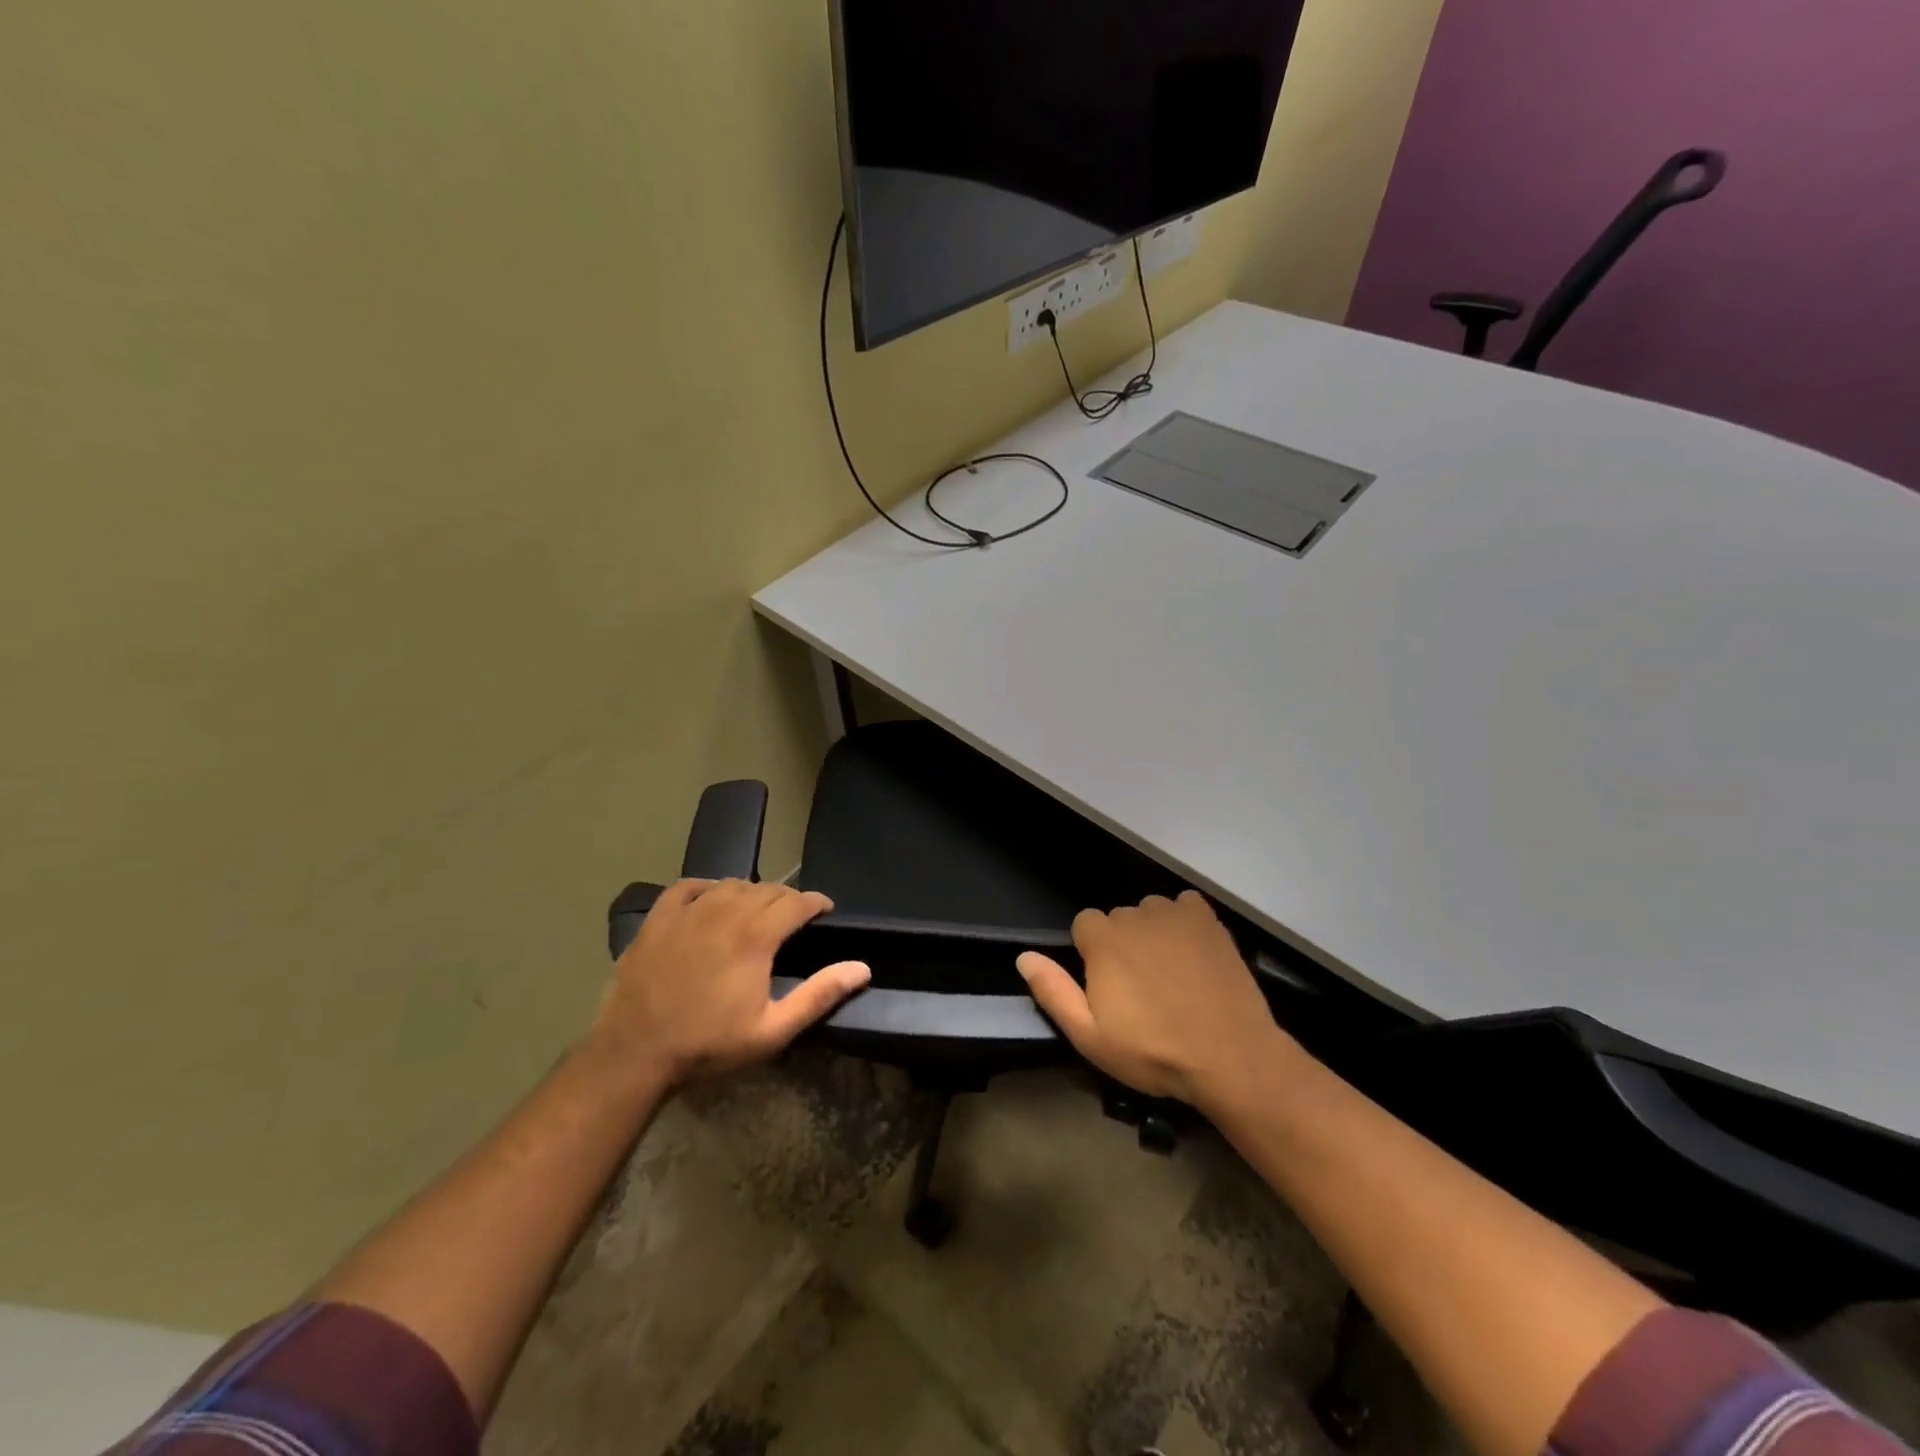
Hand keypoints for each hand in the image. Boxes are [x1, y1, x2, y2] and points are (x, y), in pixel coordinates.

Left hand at [588, 879, 870, 1090]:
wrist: (634, 1054)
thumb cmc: (708, 1044)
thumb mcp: (772, 1030)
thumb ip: (819, 995)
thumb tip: (862, 968)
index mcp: (755, 936)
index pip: (797, 902)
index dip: (816, 902)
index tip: (825, 910)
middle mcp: (724, 912)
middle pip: (766, 889)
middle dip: (787, 898)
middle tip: (794, 916)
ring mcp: (687, 913)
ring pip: (730, 884)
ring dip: (751, 892)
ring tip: (757, 908)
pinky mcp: (657, 920)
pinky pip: (686, 887)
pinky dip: (705, 886)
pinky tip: (710, 896)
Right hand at [1016, 890, 1287, 1109]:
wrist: (1230, 1055)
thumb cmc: (1153, 1051)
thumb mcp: (1091, 1036)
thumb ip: (1054, 992)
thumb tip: (1024, 956)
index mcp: (1102, 939)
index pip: (1084, 925)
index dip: (1092, 955)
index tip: (1109, 987)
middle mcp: (1134, 915)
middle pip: (1118, 919)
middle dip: (1123, 945)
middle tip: (1142, 989)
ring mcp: (1174, 914)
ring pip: (1151, 912)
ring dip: (1153, 933)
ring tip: (1170, 973)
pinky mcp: (1208, 920)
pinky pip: (1185, 906)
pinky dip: (1184, 921)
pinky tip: (1193, 952)